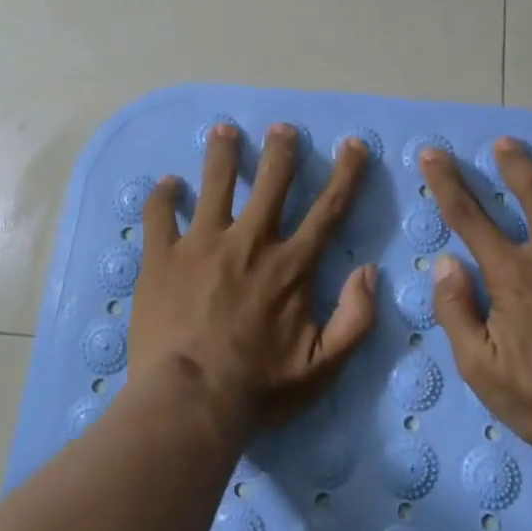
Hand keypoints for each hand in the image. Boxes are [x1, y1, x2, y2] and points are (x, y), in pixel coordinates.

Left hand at [128, 123, 377, 440]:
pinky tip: (168, 183)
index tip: (353, 144)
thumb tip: (370, 272)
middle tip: (281, 128)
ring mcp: (203, 244)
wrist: (189, 402)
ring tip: (223, 130)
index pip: (327, 208)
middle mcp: (250, 241)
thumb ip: (355, 319)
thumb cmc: (258, 388)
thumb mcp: (323, 366)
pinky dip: (165, 195)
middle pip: (271, 181)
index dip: (345, 173)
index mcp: (291, 265)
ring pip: (216, 183)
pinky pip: (161, 214)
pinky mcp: (163, 256)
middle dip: (280, 149)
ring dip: (222, 153)